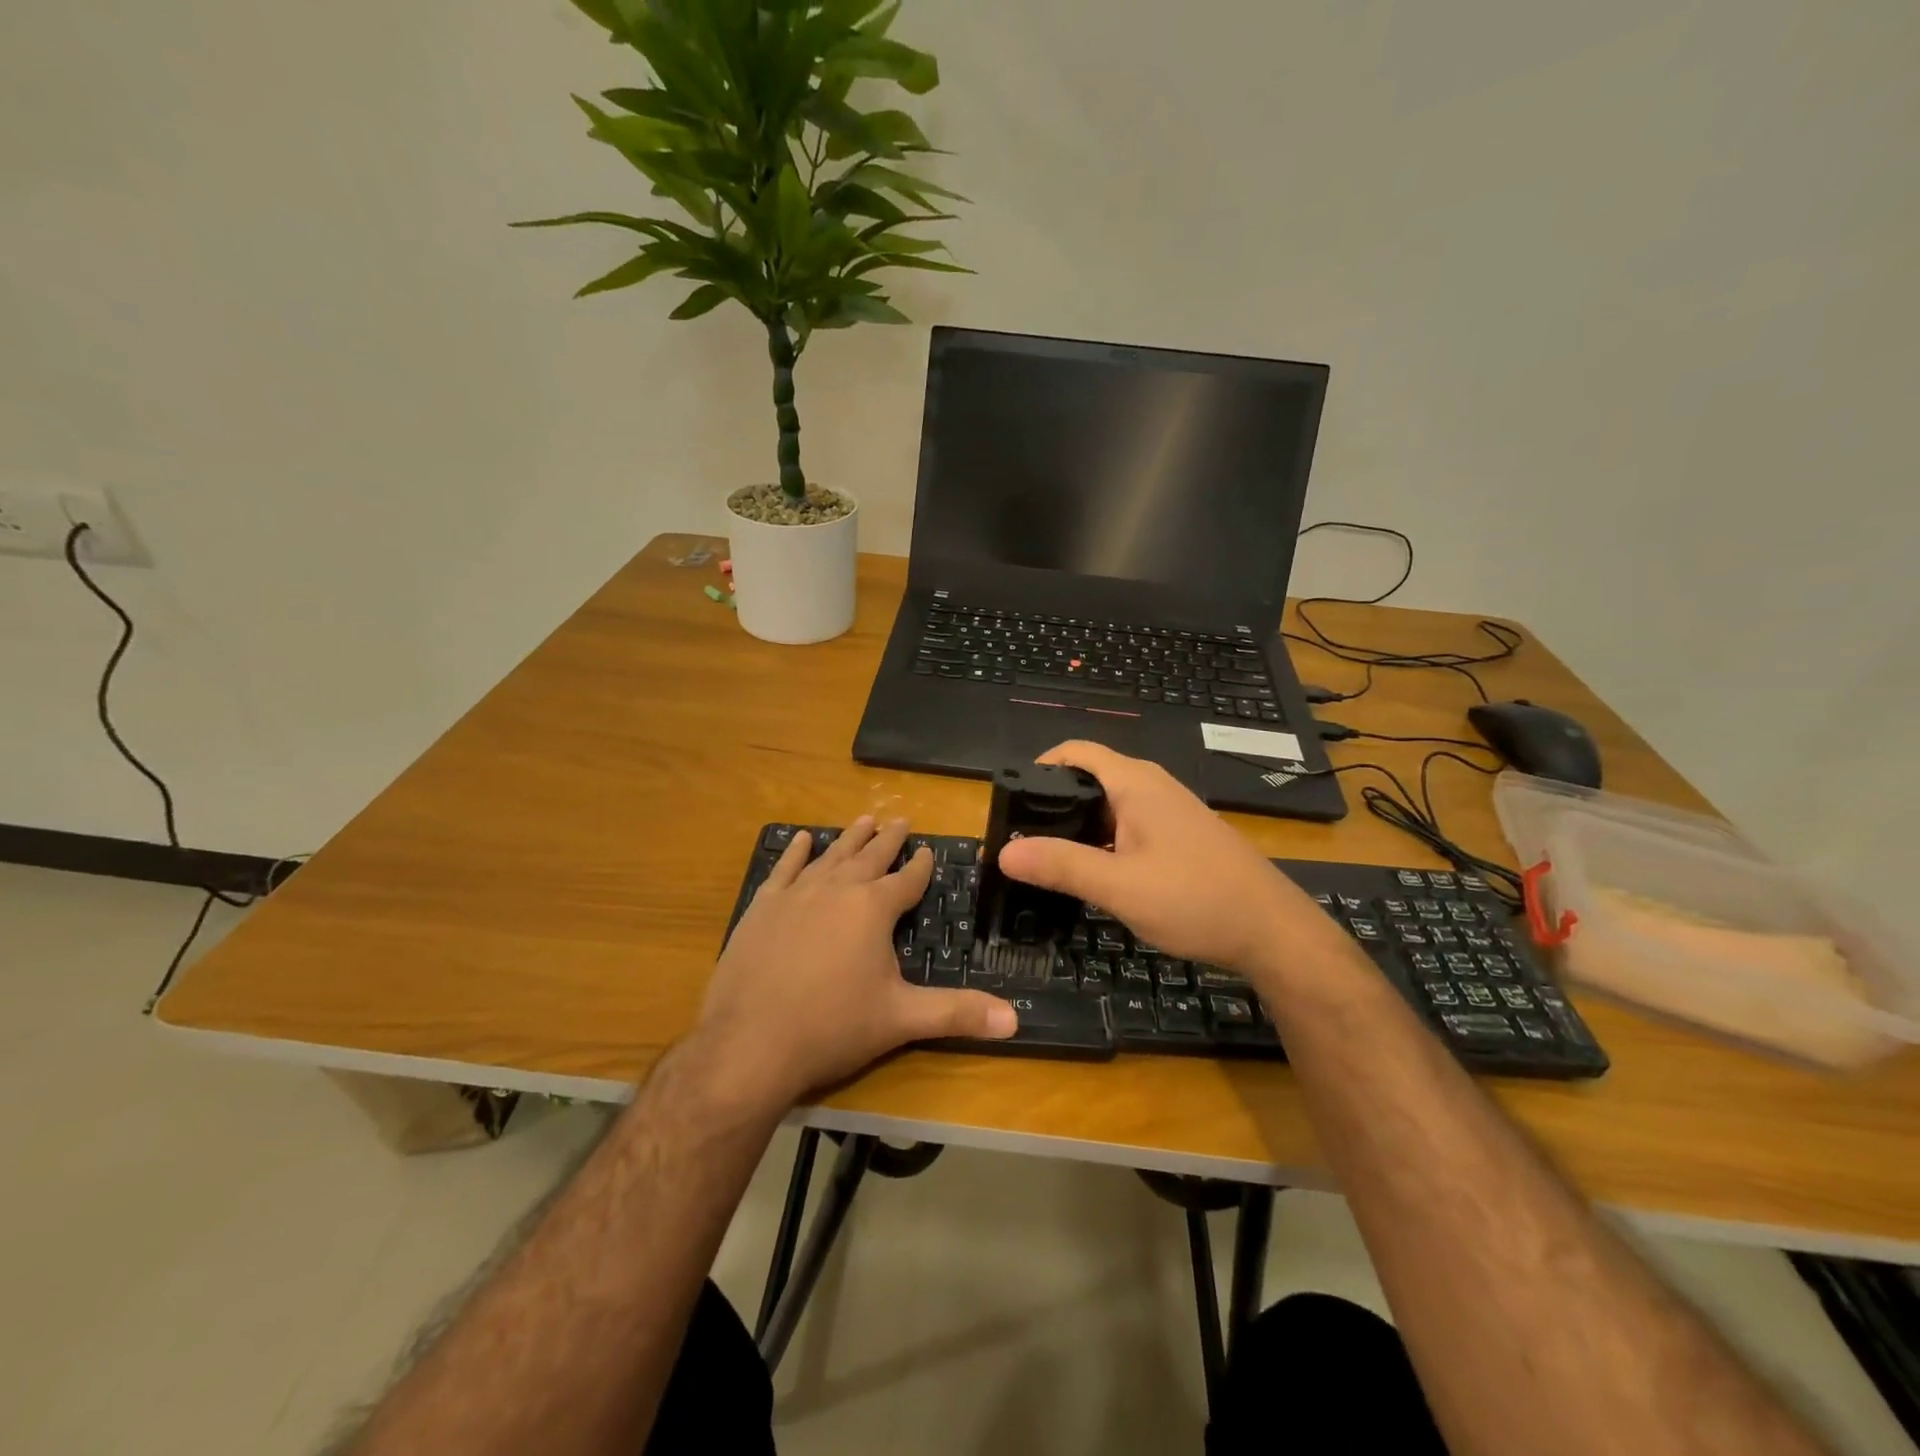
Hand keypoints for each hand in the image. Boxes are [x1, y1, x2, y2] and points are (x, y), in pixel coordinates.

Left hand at [696, 816, 1016, 1108]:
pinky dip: (796, 852)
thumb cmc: (833, 1027)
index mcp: (874, 909)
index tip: (928, 850)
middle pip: (870, 856)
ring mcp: (796, 894)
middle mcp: (837, 889)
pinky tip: (803, 839)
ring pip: (831, 856)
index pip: (907, 880)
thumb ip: (957, 1013)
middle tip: (901, 819)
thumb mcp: (901, 1019)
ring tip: (865, 820)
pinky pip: (784, 869)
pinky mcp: (762, 907)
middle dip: (889, 839)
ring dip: (850, 838)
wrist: (750, 1043)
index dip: (921, 865)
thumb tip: (1015, 1020)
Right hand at [997, 742, 1345, 977]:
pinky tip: (1093, 875)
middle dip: (1052, 804)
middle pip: (1089, 779)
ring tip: (1047, 861)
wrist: (1273, 932)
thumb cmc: (1195, 899)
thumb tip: (1003, 853)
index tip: (1010, 802)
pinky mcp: (1180, 837)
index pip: (1076, 752)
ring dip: (1078, 828)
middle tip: (1021, 840)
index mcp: (1135, 783)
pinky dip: (1103, 842)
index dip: (1039, 767)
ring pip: (1109, 807)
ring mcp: (1169, 812)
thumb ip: (1061, 866)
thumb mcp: (1119, 886)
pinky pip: (1129, 827)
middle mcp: (1152, 787)